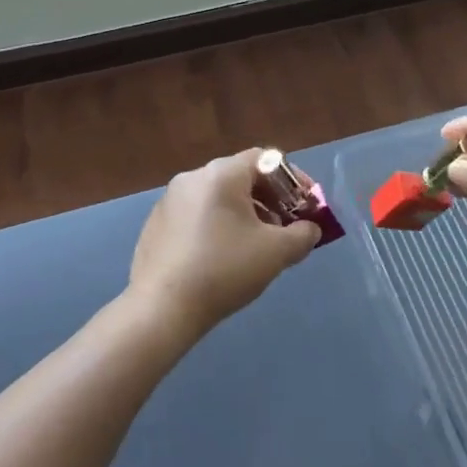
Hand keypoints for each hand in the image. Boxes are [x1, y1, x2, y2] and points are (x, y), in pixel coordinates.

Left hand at [127, 149, 320, 340]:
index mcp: (222, 173)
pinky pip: (197, 213)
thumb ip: (302, 235)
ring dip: (245, 213)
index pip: (266, 159)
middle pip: (242, 176)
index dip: (294, 180)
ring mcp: (170, 199)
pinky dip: (218, 224)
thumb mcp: (276, 253)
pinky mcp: (157, 223)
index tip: (307, 207)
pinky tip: (223, 257)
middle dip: (270, 199)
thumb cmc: (224, 270)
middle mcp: (193, 177)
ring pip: (218, 196)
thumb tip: (309, 229)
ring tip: (258, 245)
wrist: (162, 307)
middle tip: (286, 228)